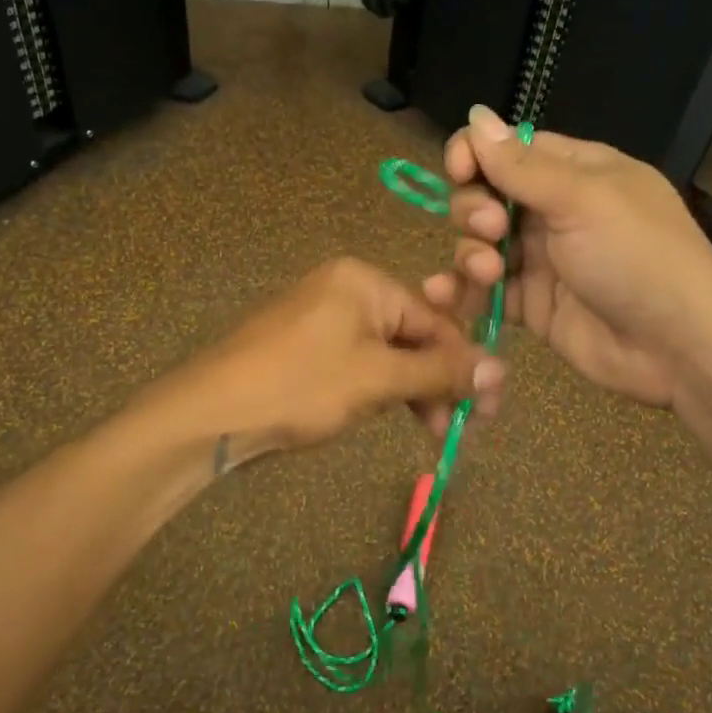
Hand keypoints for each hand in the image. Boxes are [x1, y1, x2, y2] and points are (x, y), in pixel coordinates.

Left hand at [161, 257, 502, 459]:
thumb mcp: (378, 378)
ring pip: (388, 354)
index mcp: (363, 281)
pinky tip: (394, 416)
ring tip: (431, 430)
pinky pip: (360, 365)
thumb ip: (440, 373)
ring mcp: (323, 321)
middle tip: (462, 425)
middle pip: (412, 335)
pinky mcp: (307, 351)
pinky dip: (381, 390)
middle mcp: (345, 291)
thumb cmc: (300, 385)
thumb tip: (501, 370)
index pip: (434, 317)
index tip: (486, 405)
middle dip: (439, 380)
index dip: (464, 362)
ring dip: (413, 391)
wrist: (210, 415)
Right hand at [422, 105, 711, 409]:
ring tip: (487, 272)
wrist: (678, 346)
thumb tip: (474, 115)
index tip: (460, 171)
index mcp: (576, 172)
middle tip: (490, 229)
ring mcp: (542, 260)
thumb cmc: (637, 256)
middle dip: (474, 209)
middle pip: (486, 195)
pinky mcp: (531, 305)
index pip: (510, 149)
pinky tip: (444, 296)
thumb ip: (520, 165)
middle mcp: (555, 211)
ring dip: (470, 253)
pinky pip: (485, 291)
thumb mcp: (582, 200)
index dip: (476, 155)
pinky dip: (463, 292)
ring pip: (481, 244)